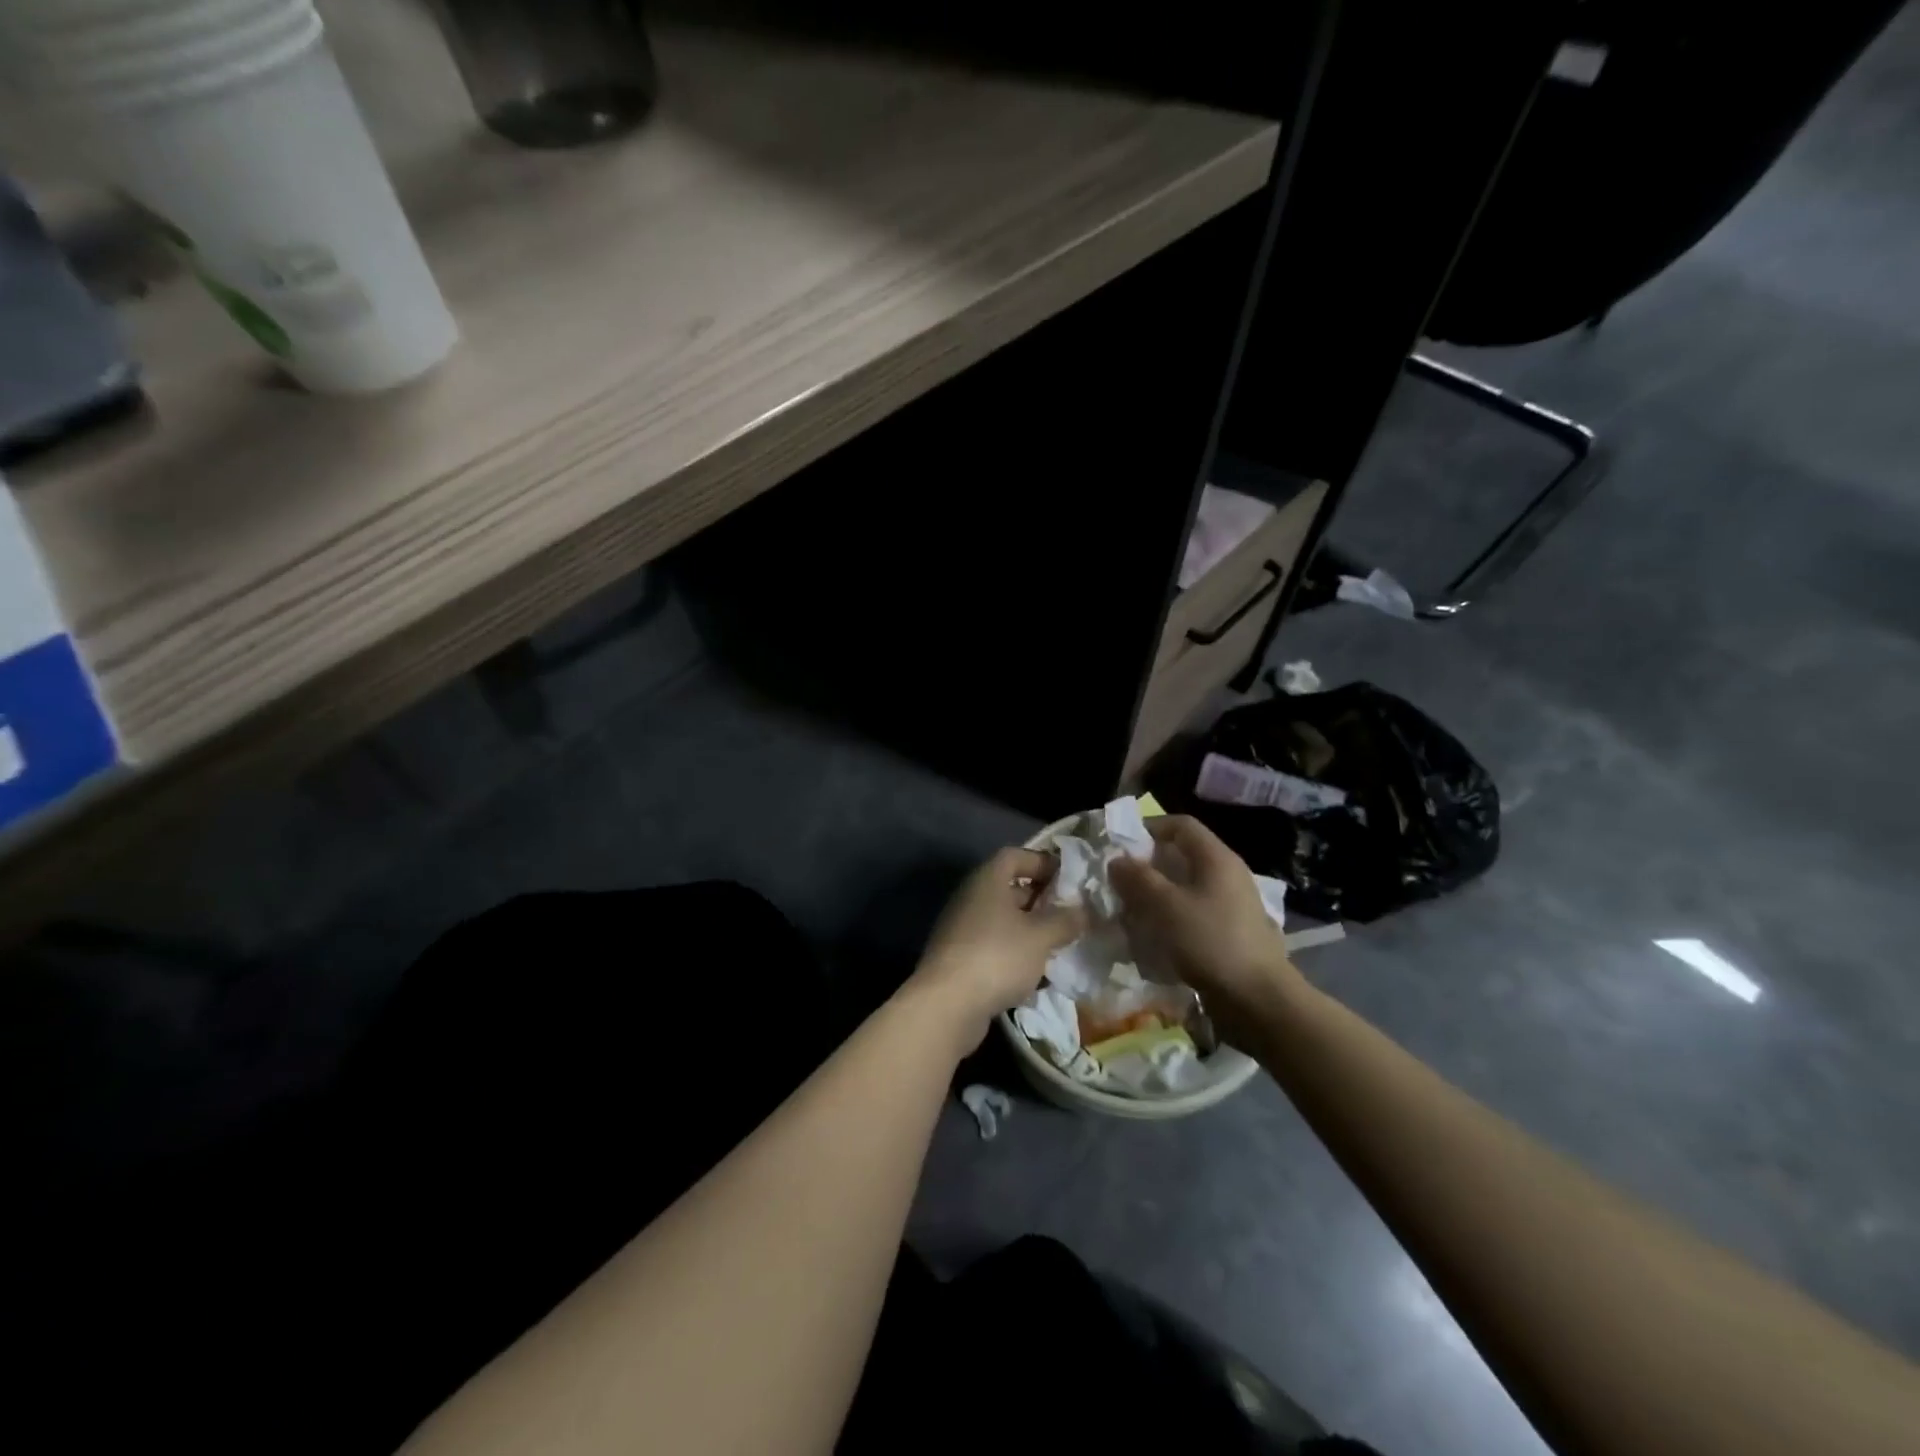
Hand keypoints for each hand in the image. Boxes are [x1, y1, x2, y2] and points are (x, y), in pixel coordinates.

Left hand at [909, 847, 1083, 1051]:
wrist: (947, 1005)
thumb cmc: (997, 956)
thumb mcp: (1040, 936)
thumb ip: (1065, 920)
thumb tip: (1083, 911)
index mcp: (987, 880)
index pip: (1014, 855)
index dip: (1041, 862)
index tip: (1067, 878)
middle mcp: (970, 898)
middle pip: (1008, 888)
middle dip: (1040, 899)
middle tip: (1069, 914)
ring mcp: (961, 929)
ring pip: (1002, 920)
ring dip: (1029, 929)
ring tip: (1058, 944)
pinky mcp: (959, 958)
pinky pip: (993, 945)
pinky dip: (1014, 952)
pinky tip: (1035, 972)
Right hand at [1109, 816, 1304, 1050]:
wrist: (1258, 1000)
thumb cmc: (1210, 942)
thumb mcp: (1166, 906)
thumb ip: (1138, 879)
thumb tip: (1117, 860)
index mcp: (1217, 858)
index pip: (1181, 825)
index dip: (1149, 828)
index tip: (1121, 846)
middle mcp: (1227, 875)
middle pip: (1182, 856)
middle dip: (1148, 866)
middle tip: (1120, 883)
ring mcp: (1232, 905)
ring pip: (1186, 888)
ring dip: (1157, 895)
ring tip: (1130, 912)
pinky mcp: (1230, 932)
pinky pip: (1194, 913)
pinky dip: (1171, 918)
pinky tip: (1153, 938)